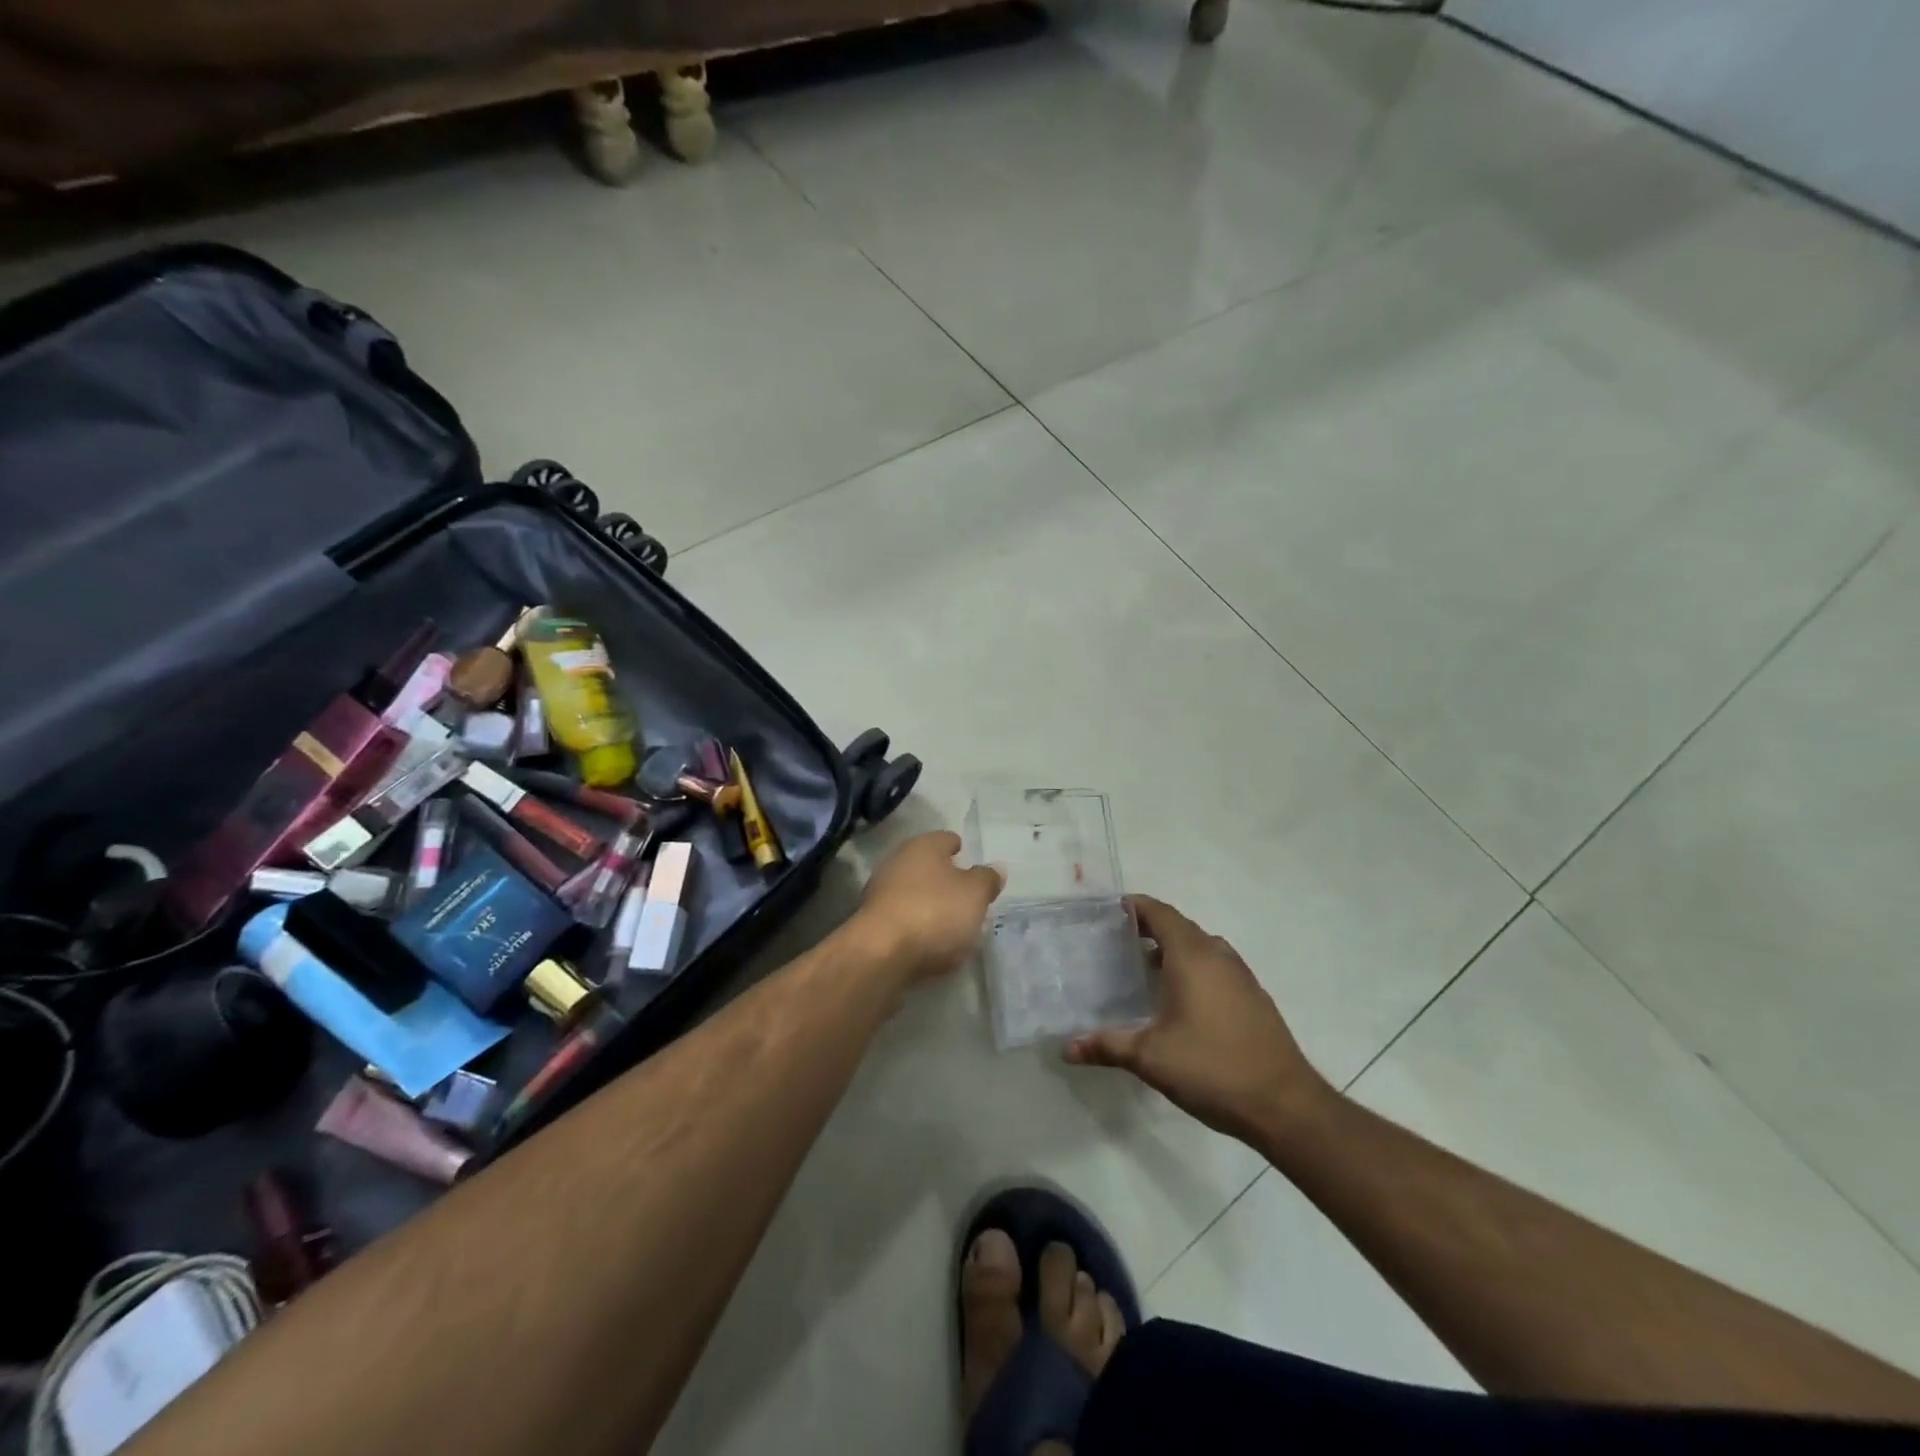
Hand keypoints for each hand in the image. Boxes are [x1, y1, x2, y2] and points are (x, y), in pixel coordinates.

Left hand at [856, 831, 1003, 987]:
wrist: (882, 953)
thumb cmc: (935, 912)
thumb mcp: (975, 895)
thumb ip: (987, 879)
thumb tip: (995, 868)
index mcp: (924, 845)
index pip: (947, 839)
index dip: (961, 850)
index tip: (973, 864)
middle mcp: (898, 861)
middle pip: (928, 865)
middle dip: (945, 879)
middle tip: (967, 896)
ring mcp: (880, 891)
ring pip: (913, 891)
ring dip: (929, 903)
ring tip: (951, 924)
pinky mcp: (872, 922)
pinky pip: (902, 917)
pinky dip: (915, 925)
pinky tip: (929, 941)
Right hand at [1064, 896, 1332, 1143]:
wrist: (1285, 1105)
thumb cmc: (1212, 1069)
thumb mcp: (1151, 1058)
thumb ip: (1108, 1046)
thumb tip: (1067, 1048)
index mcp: (1192, 957)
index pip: (1161, 913)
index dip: (1135, 906)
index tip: (1109, 910)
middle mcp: (1218, 956)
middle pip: (1180, 926)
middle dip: (1150, 927)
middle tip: (1117, 940)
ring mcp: (1241, 976)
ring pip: (1201, 946)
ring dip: (1174, 948)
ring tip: (1144, 966)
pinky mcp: (1254, 997)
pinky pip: (1217, 966)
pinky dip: (1194, 967)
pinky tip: (1180, 998)